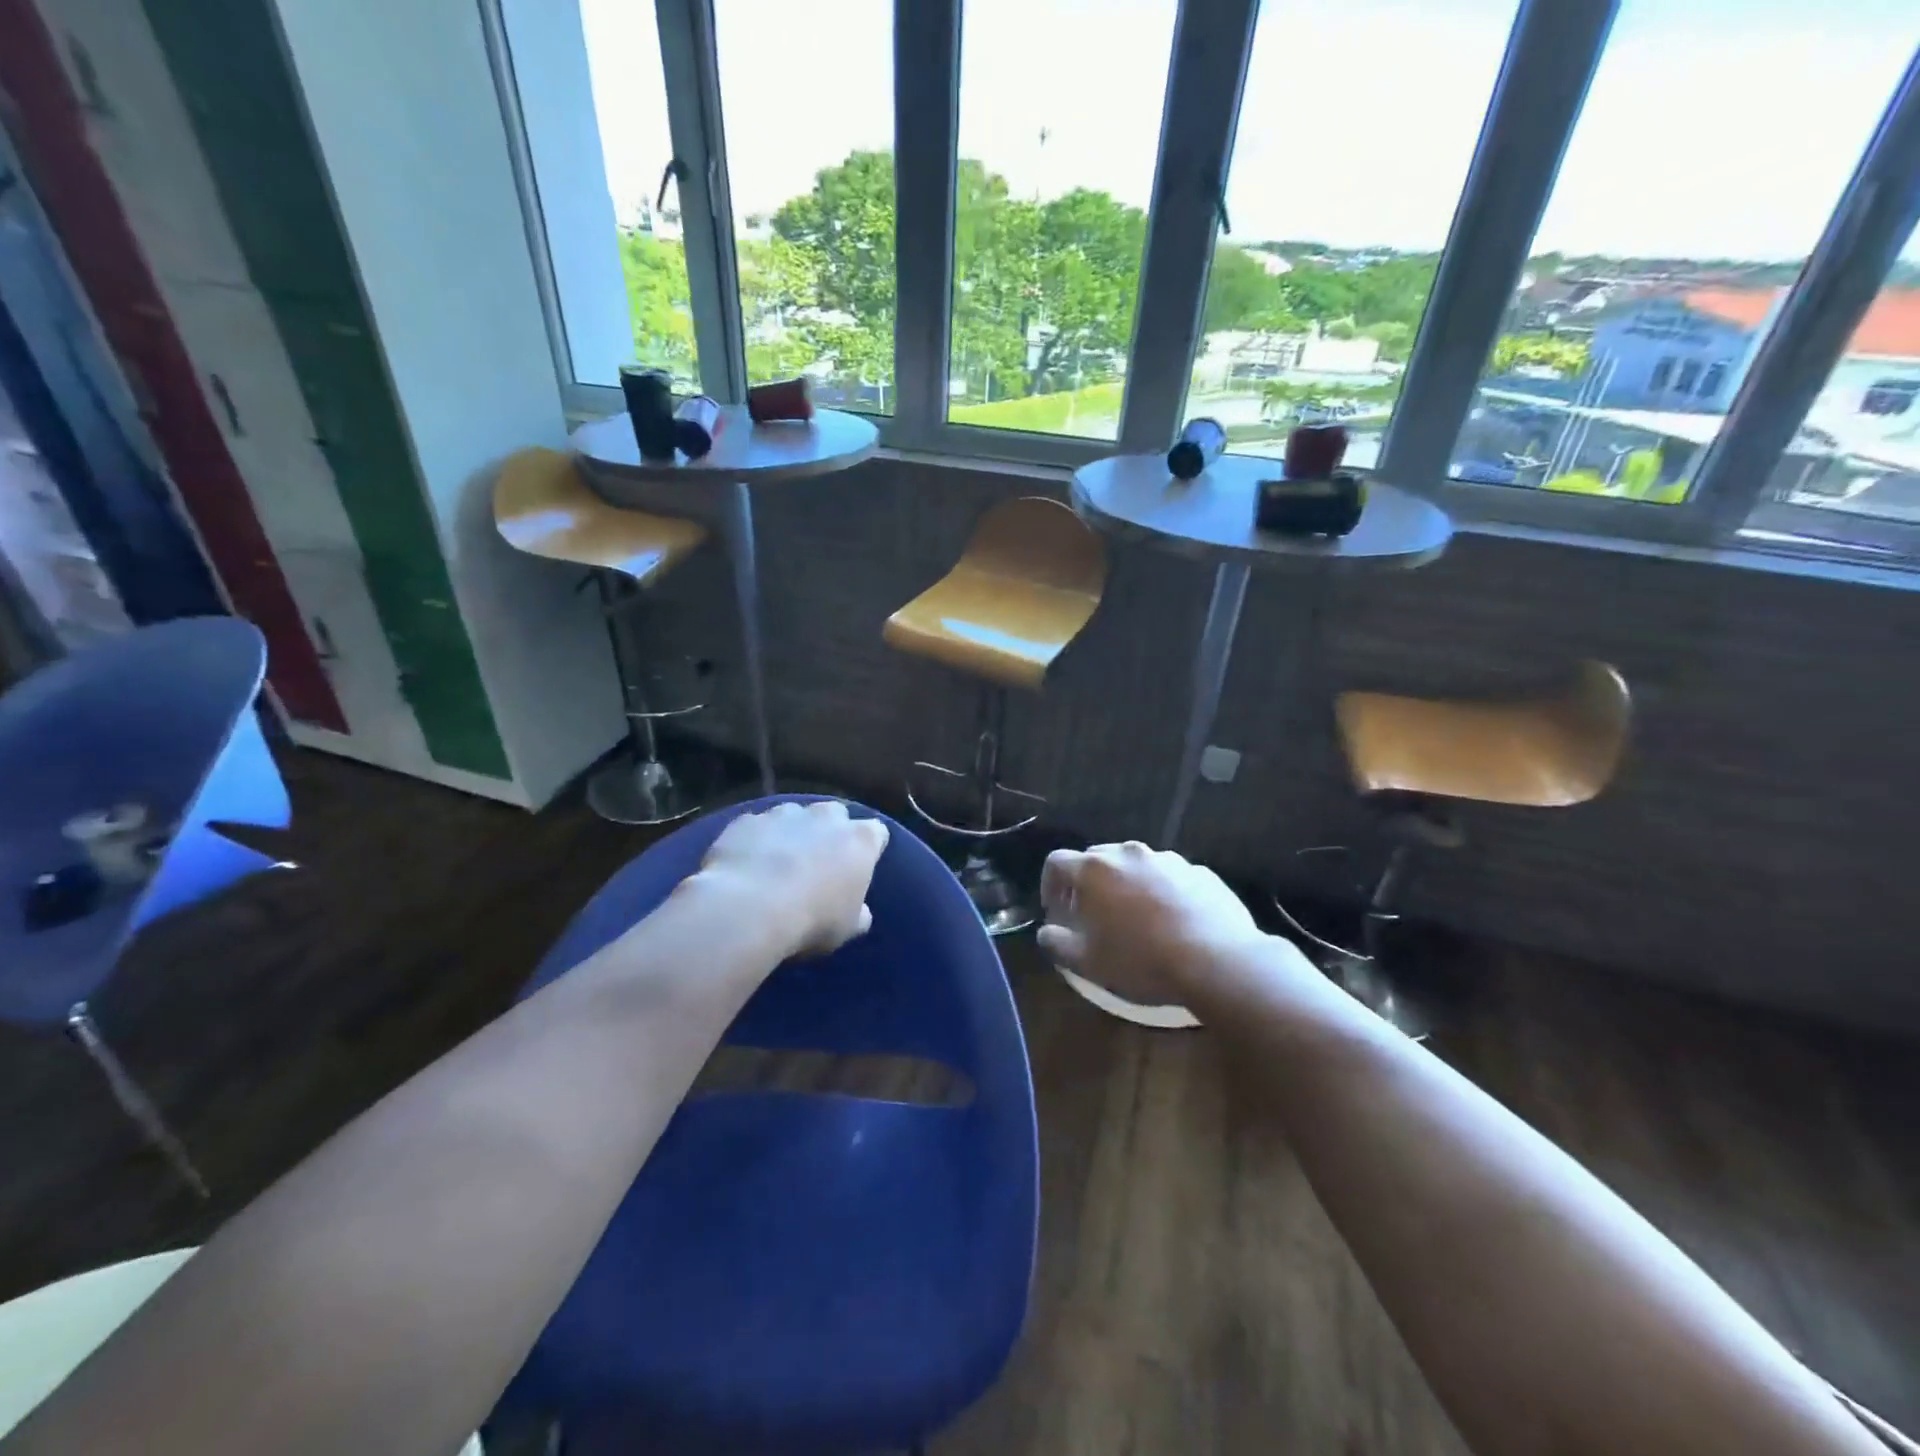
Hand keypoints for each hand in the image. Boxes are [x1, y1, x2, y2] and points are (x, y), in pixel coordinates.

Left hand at [697, 800, 888, 957]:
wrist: (748, 908)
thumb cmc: (812, 920)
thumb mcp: (847, 928)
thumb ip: (859, 913)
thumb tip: (860, 911)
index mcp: (860, 840)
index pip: (877, 833)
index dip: (870, 848)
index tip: (861, 866)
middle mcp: (826, 817)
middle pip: (835, 814)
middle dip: (830, 830)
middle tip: (820, 861)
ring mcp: (784, 813)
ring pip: (793, 815)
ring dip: (791, 832)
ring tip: (778, 863)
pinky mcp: (748, 820)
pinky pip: (757, 827)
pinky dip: (756, 840)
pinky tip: (747, 865)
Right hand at [1037, 842, 1266, 1005]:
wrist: (1216, 960)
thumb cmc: (1141, 960)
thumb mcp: (1087, 962)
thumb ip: (1056, 943)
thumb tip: (1046, 932)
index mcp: (1094, 869)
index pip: (1057, 862)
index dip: (1049, 884)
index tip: (1056, 910)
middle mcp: (1128, 853)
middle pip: (1096, 858)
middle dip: (1088, 883)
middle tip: (1092, 915)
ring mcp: (1167, 859)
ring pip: (1135, 865)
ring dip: (1127, 885)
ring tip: (1136, 919)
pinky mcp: (1199, 872)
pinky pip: (1169, 877)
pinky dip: (1162, 892)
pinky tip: (1172, 922)